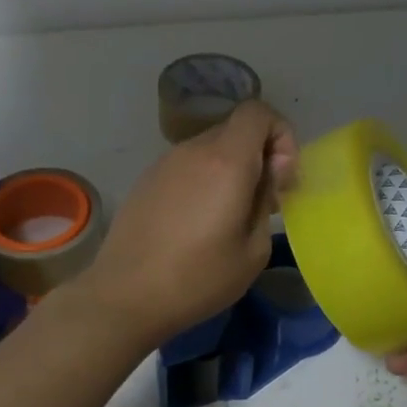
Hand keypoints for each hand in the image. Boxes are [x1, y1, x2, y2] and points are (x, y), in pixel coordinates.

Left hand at [79, 100, 298, 350]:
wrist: (125, 295)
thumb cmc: (197, 278)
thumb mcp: (253, 250)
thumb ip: (266, 200)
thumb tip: (267, 175)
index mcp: (226, 161)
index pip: (258, 112)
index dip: (280, 134)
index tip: (281, 176)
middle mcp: (194, 150)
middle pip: (236, 129)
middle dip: (259, 155)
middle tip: (262, 201)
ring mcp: (166, 162)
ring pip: (211, 147)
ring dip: (230, 169)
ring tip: (229, 215)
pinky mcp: (147, 179)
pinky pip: (188, 165)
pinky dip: (205, 179)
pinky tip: (197, 221)